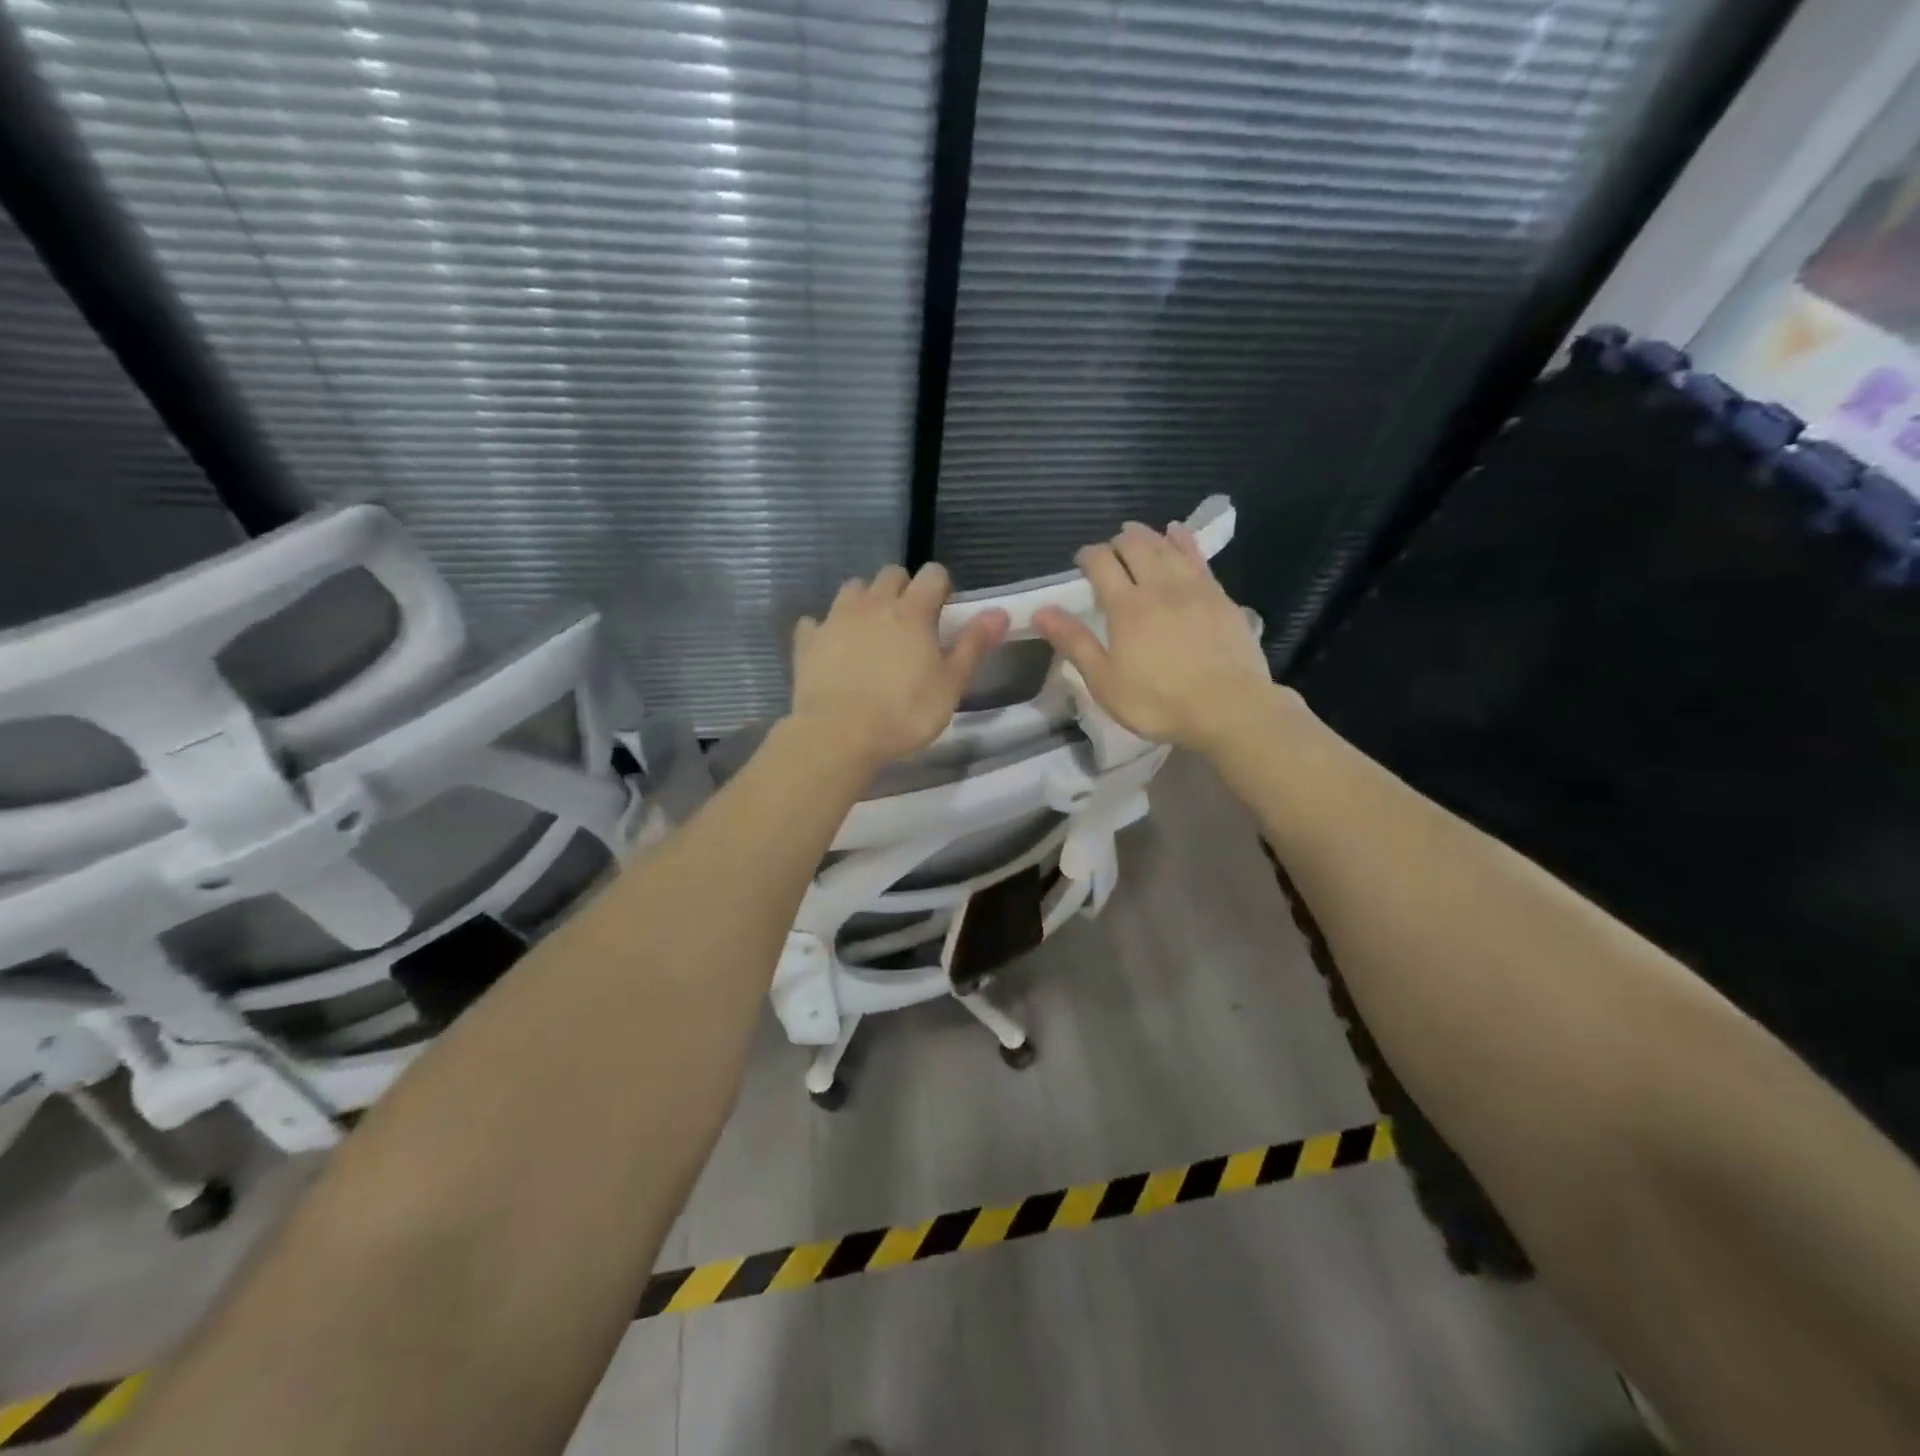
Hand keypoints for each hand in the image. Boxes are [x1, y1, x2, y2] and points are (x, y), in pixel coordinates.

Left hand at [791, 563, 1009, 771]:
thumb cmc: (905, 713)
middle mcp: (873, 604)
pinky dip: (825, 629)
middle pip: (891, 574)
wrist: (839, 735)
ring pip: (853, 588)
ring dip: (865, 600)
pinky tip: (831, 648)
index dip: (941, 587)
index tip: (944, 611)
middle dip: (903, 588)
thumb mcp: (950, 684)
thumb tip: (1000, 612)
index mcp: (912, 611)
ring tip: (871, 630)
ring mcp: (836, 619)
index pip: (933, 574)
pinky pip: (815, 622)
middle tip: (909, 621)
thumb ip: (974, 645)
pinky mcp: (807, 641)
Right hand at [1034, 520, 1272, 753]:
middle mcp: (1158, 586)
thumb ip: (1074, 643)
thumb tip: (1041, 611)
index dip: (1087, 556)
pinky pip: (1197, 555)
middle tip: (1108, 553)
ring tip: (1134, 534)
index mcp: (1126, 607)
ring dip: (1146, 535)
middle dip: (1116, 543)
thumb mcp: (1105, 681)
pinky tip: (1176, 532)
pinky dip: (1182, 539)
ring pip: (1165, 546)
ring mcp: (1193, 587)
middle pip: (1134, 547)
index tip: (1080, 562)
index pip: (1101, 564)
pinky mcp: (1219, 595)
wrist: (1228, 708)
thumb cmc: (1158, 702)